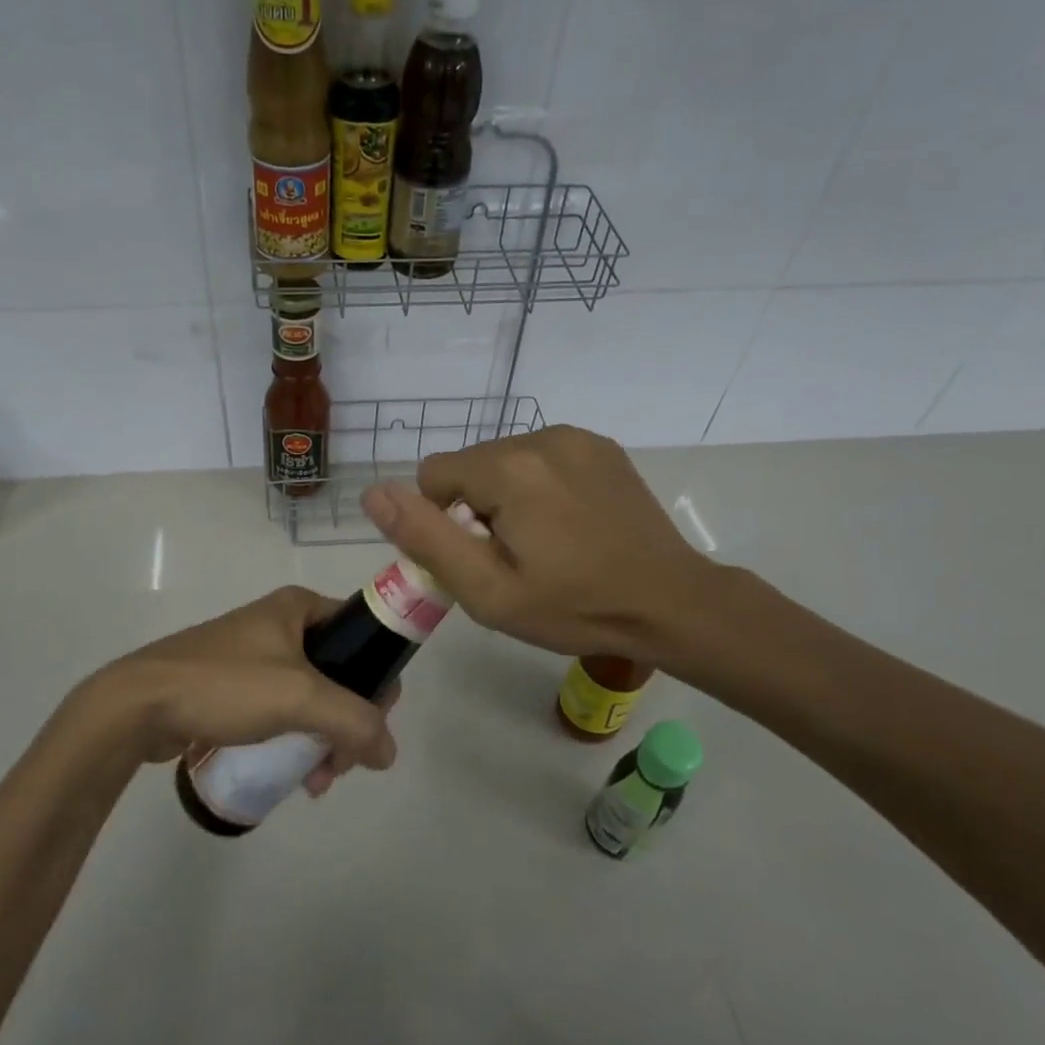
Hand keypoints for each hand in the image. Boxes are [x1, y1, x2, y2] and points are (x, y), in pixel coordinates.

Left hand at [65, 587, 398, 794]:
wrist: (137, 705)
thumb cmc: (224, 685)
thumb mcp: (299, 697)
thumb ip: (356, 722)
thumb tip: (389, 752)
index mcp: (300, 607)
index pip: (364, 635)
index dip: (378, 679)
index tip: (371, 725)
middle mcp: (281, 624)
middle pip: (342, 674)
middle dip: (348, 723)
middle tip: (338, 764)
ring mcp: (256, 655)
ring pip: (313, 698)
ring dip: (324, 739)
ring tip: (314, 781)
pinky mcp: (235, 686)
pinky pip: (283, 711)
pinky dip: (295, 738)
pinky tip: (293, 774)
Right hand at [361, 425, 722, 666]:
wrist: (671, 603)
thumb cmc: (574, 607)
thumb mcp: (488, 590)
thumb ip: (425, 538)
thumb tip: (373, 492)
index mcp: (509, 468)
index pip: (433, 475)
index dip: (445, 523)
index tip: (481, 558)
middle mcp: (541, 437)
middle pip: (470, 467)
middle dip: (476, 508)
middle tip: (515, 558)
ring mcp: (577, 438)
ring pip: (505, 461)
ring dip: (508, 497)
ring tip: (547, 543)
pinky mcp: (601, 447)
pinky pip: (542, 458)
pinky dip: (540, 487)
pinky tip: (571, 525)